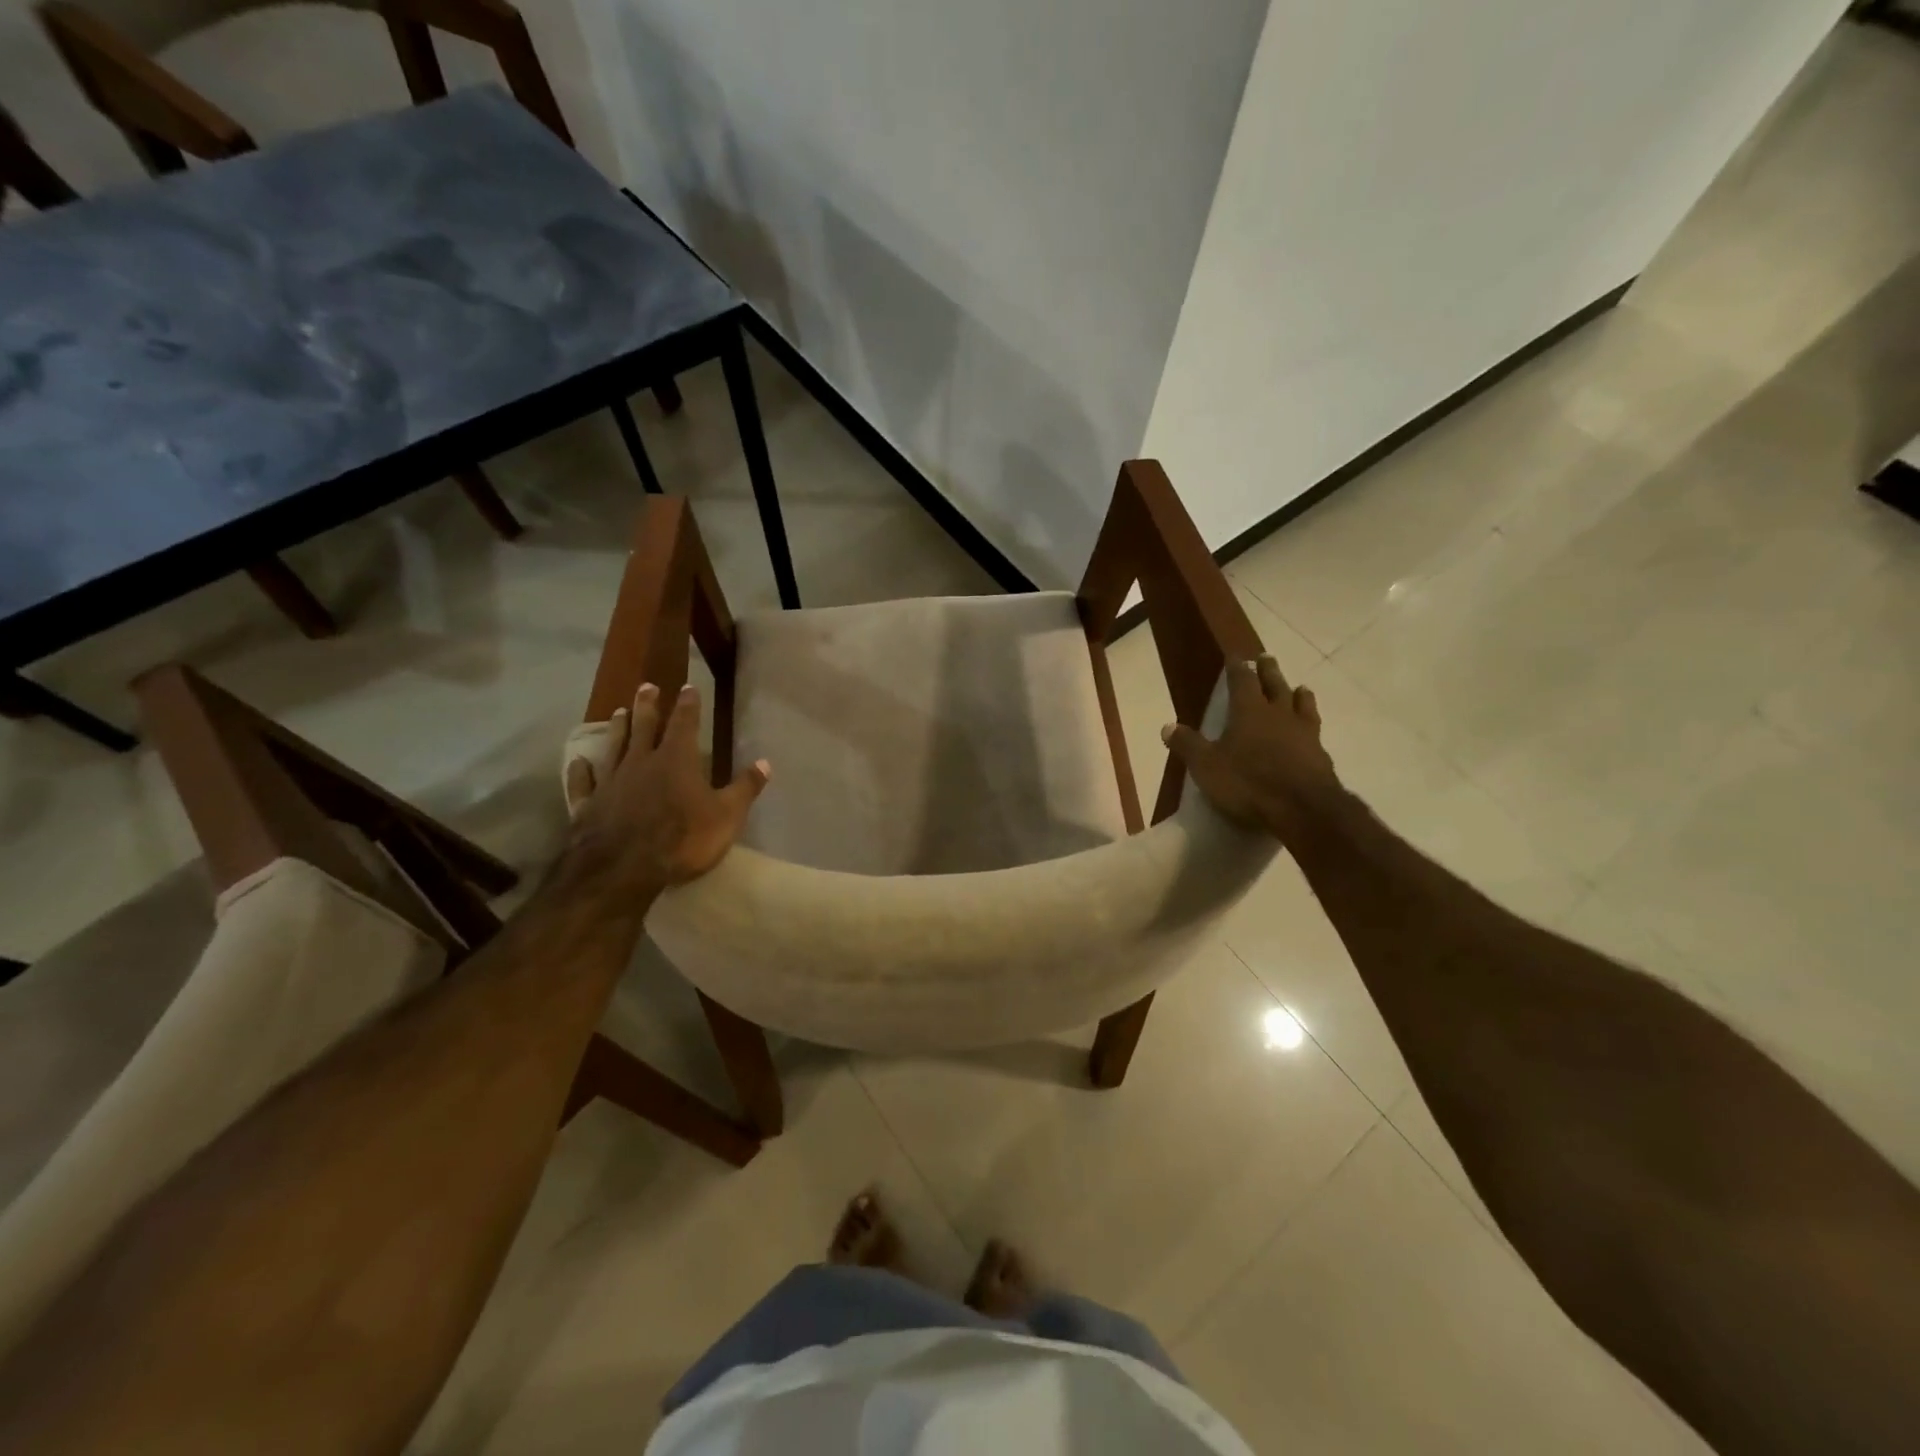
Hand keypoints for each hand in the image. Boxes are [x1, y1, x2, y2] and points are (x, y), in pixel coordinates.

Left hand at [564, 682, 769, 887]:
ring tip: (618, 711)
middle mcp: (641, 762)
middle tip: (646, 686)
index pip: (685, 723)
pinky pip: (583, 783)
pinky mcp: (588, 805)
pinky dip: (580, 772)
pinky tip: (578, 762)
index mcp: (677, 760)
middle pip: (645, 726)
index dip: (688, 704)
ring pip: (614, 747)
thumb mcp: (727, 816)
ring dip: (617, 729)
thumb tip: (765, 762)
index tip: (688, 686)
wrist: (623, 869)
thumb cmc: (683, 839)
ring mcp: (611, 782)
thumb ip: (744, 788)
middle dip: (648, 705)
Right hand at [1163, 656, 1343, 845]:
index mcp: (1249, 712)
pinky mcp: (1321, 755)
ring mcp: (1304, 733)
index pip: (1242, 681)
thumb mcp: (1207, 766)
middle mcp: (1279, 715)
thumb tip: (1167, 726)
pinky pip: (1315, 730)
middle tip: (1267, 658)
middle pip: (1275, 685)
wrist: (1302, 809)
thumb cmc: (1248, 783)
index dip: (1238, 668)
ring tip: (1299, 688)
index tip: (1236, 656)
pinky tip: (1311, 730)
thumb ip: (1188, 745)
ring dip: (1298, 694)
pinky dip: (1310, 723)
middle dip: (1269, 671)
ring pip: (1302, 704)